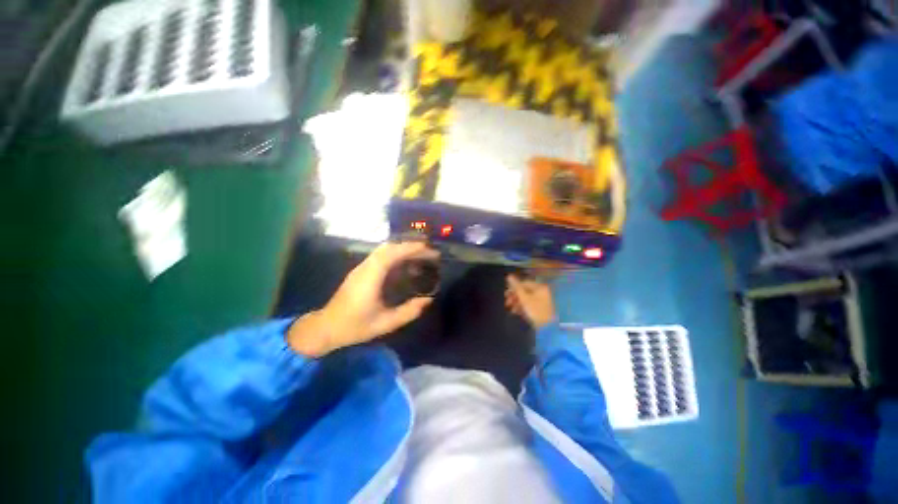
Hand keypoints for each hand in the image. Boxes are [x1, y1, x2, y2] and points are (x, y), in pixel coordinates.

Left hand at [287, 242, 438, 356]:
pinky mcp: (360, 271)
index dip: (409, 248)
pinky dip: (395, 254)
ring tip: (420, 255)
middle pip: (388, 248)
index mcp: (370, 278)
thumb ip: (408, 312)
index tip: (427, 247)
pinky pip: (380, 256)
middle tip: (428, 251)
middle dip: (409, 246)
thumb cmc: (355, 326)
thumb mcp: (385, 323)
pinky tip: (405, 264)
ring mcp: (361, 268)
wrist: (326, 327)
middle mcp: (365, 268)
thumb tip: (428, 300)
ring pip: (384, 250)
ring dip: (403, 249)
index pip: (391, 254)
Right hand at [505, 274, 556, 329]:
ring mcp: (542, 301)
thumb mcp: (524, 298)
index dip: (513, 288)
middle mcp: (542, 292)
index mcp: (540, 287)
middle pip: (525, 291)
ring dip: (517, 302)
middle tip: (507, 302)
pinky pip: (529, 304)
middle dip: (515, 296)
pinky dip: (522, 307)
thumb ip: (516, 287)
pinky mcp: (540, 309)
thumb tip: (508, 276)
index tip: (506, 294)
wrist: (547, 328)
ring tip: (510, 309)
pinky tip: (516, 312)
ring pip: (526, 298)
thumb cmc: (535, 310)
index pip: (524, 283)